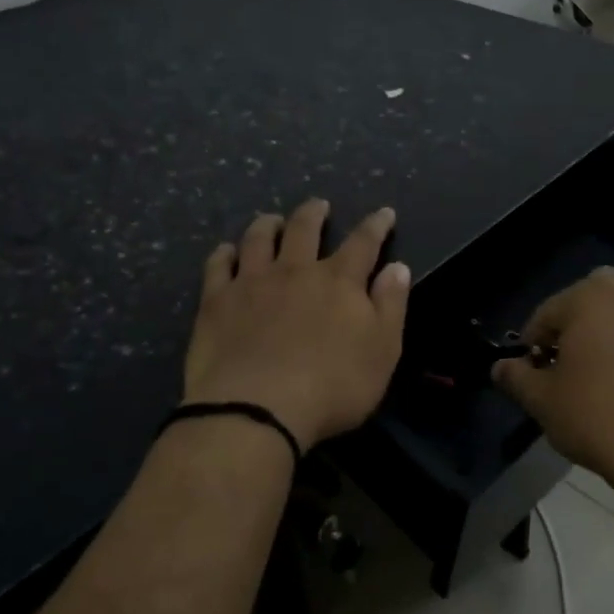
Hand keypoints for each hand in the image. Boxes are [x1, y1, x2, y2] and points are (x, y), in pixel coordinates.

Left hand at [184, 200, 410, 451]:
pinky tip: (226, 252)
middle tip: (319, 205)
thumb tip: (398, 267)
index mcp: (339, 281)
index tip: (384, 213)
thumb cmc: (332, 386)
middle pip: (305, 228)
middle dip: (315, 213)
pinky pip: (218, 265)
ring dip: (268, 225)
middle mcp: (295, 270)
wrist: (257, 409)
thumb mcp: (382, 351)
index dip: (376, 225)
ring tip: (272, 220)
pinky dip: (224, 254)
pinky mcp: (216, 301)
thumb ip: (391, 305)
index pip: (364, 242)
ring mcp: (252, 282)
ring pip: (259, 239)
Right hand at [492, 268, 613, 492]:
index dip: (535, 343)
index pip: (548, 314)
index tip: (533, 371)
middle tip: (574, 362)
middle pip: (595, 295)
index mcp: (588, 297)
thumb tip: (500, 367)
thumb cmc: (594, 418)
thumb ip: (516, 377)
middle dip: (581, 320)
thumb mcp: (541, 401)